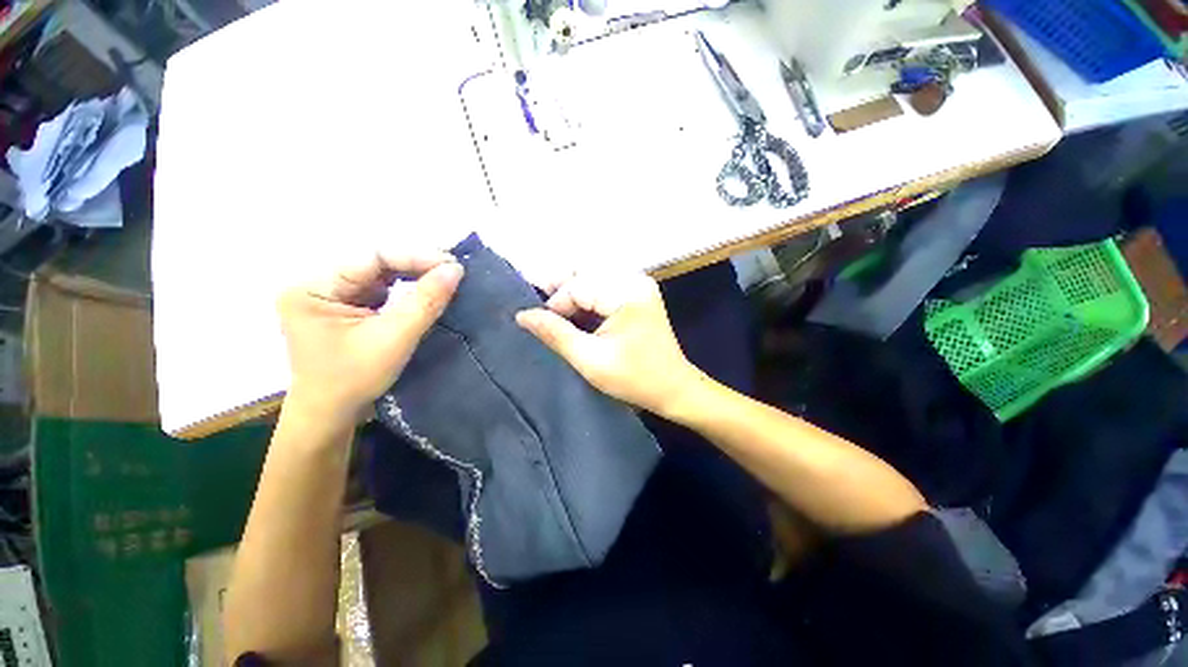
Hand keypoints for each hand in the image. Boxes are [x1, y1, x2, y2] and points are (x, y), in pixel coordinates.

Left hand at [277, 251, 463, 428]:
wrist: (331, 416)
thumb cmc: (354, 380)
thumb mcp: (394, 338)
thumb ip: (425, 301)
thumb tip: (455, 269)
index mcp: (314, 288)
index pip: (371, 258)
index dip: (415, 257)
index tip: (452, 265)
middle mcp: (317, 285)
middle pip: (375, 264)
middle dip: (416, 266)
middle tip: (453, 271)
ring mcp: (330, 296)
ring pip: (380, 275)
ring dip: (413, 276)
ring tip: (444, 278)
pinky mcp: (345, 308)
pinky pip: (380, 290)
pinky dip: (406, 290)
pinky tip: (425, 291)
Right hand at [515, 272, 705, 416]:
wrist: (674, 389)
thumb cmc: (635, 379)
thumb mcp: (590, 360)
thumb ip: (556, 334)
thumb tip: (523, 315)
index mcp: (626, 292)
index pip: (578, 285)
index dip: (555, 303)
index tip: (540, 325)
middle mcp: (634, 280)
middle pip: (585, 274)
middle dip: (560, 292)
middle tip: (539, 312)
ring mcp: (638, 284)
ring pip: (592, 279)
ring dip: (571, 294)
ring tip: (553, 314)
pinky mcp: (638, 293)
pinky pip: (604, 287)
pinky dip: (586, 299)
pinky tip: (575, 314)